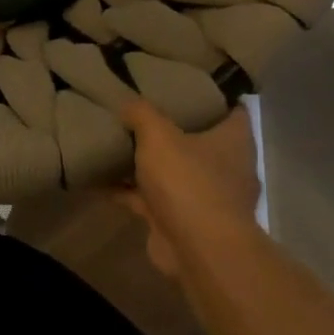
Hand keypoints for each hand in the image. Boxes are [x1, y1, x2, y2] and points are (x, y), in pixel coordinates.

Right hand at [115, 99, 262, 278]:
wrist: (199, 251)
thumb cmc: (189, 182)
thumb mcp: (158, 135)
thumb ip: (141, 113)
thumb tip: (127, 102)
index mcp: (234, 141)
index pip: (232, 109)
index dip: (212, 95)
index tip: (186, 83)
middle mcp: (226, 168)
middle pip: (200, 140)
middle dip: (173, 129)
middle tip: (142, 109)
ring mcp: (206, 198)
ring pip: (173, 172)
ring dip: (147, 164)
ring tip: (116, 141)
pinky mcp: (182, 222)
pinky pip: (150, 200)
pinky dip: (128, 192)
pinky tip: (99, 180)